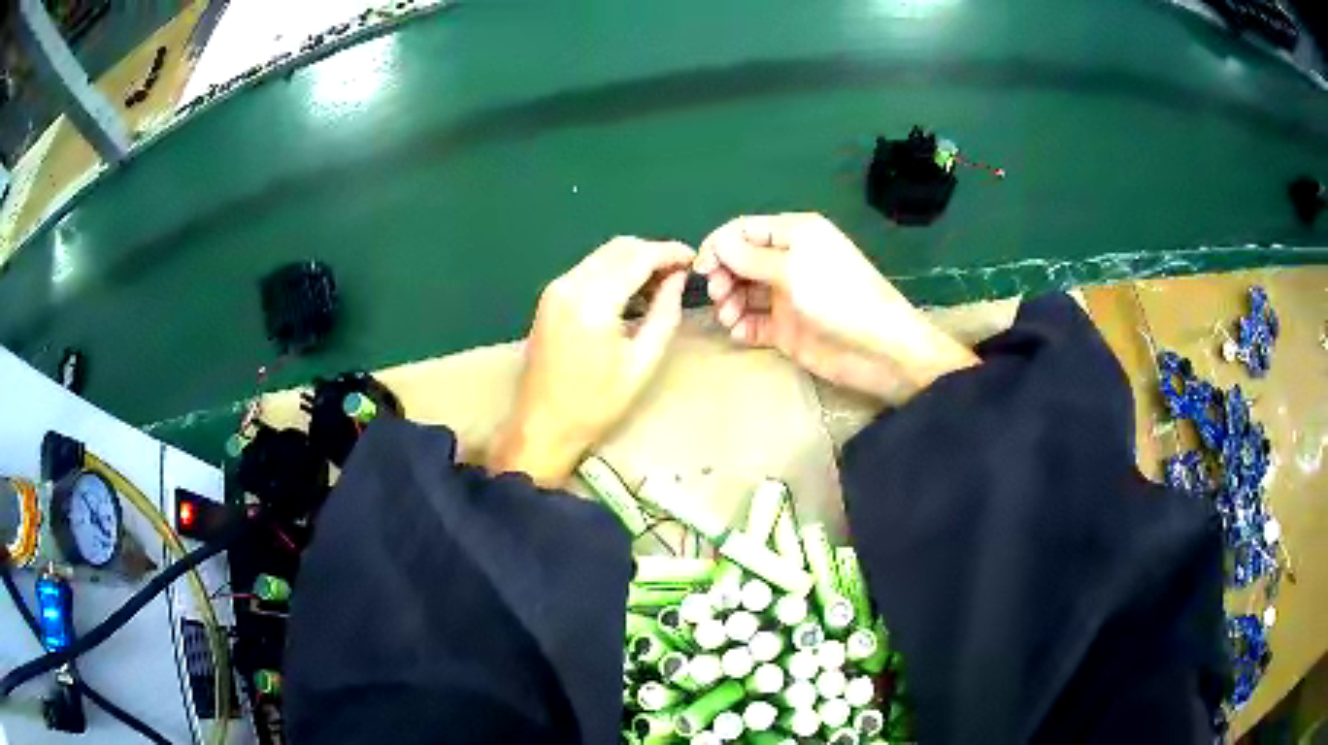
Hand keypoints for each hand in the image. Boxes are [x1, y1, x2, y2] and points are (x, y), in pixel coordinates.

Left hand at [489, 237, 694, 486]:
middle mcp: (570, 285)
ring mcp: (555, 288)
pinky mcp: (550, 297)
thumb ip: (665, 313)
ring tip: (660, 286)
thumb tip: (678, 278)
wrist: (542, 425)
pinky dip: (614, 271)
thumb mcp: (642, 362)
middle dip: (653, 253)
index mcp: (593, 302)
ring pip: (603, 254)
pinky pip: (589, 268)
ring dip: (634, 260)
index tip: (694, 260)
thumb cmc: (596, 404)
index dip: (670, 252)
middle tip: (680, 274)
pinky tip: (631, 294)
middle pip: (620, 248)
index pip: (638, 257)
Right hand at [695, 213, 977, 397]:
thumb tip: (717, 243)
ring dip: (729, 302)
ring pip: (743, 291)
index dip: (719, 246)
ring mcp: (787, 295)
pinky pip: (754, 322)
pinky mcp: (787, 328)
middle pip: (739, 261)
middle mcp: (788, 260)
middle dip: (724, 275)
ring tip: (730, 317)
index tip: (702, 269)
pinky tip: (741, 332)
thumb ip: (750, 257)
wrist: (879, 350)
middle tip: (720, 296)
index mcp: (794, 234)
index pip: (744, 230)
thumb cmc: (839, 297)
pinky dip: (743, 325)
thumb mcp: (793, 269)